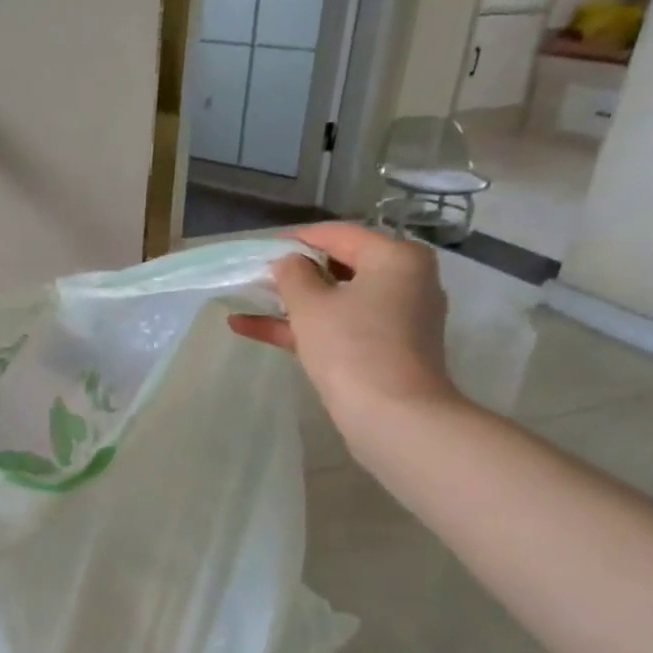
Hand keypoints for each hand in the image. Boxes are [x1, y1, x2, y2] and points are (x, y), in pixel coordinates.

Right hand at [228, 223, 461, 446]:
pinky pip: (340, 327)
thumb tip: (288, 262)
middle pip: (340, 266)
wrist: (394, 418)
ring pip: (336, 300)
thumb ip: (292, 274)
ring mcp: (397, 319)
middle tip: (256, 276)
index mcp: (396, 257)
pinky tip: (250, 328)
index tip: (260, 248)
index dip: (296, 239)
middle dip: (294, 273)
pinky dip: (303, 328)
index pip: (339, 234)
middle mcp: (405, 281)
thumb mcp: (310, 304)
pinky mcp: (385, 350)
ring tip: (247, 300)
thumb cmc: (352, 348)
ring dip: (292, 303)